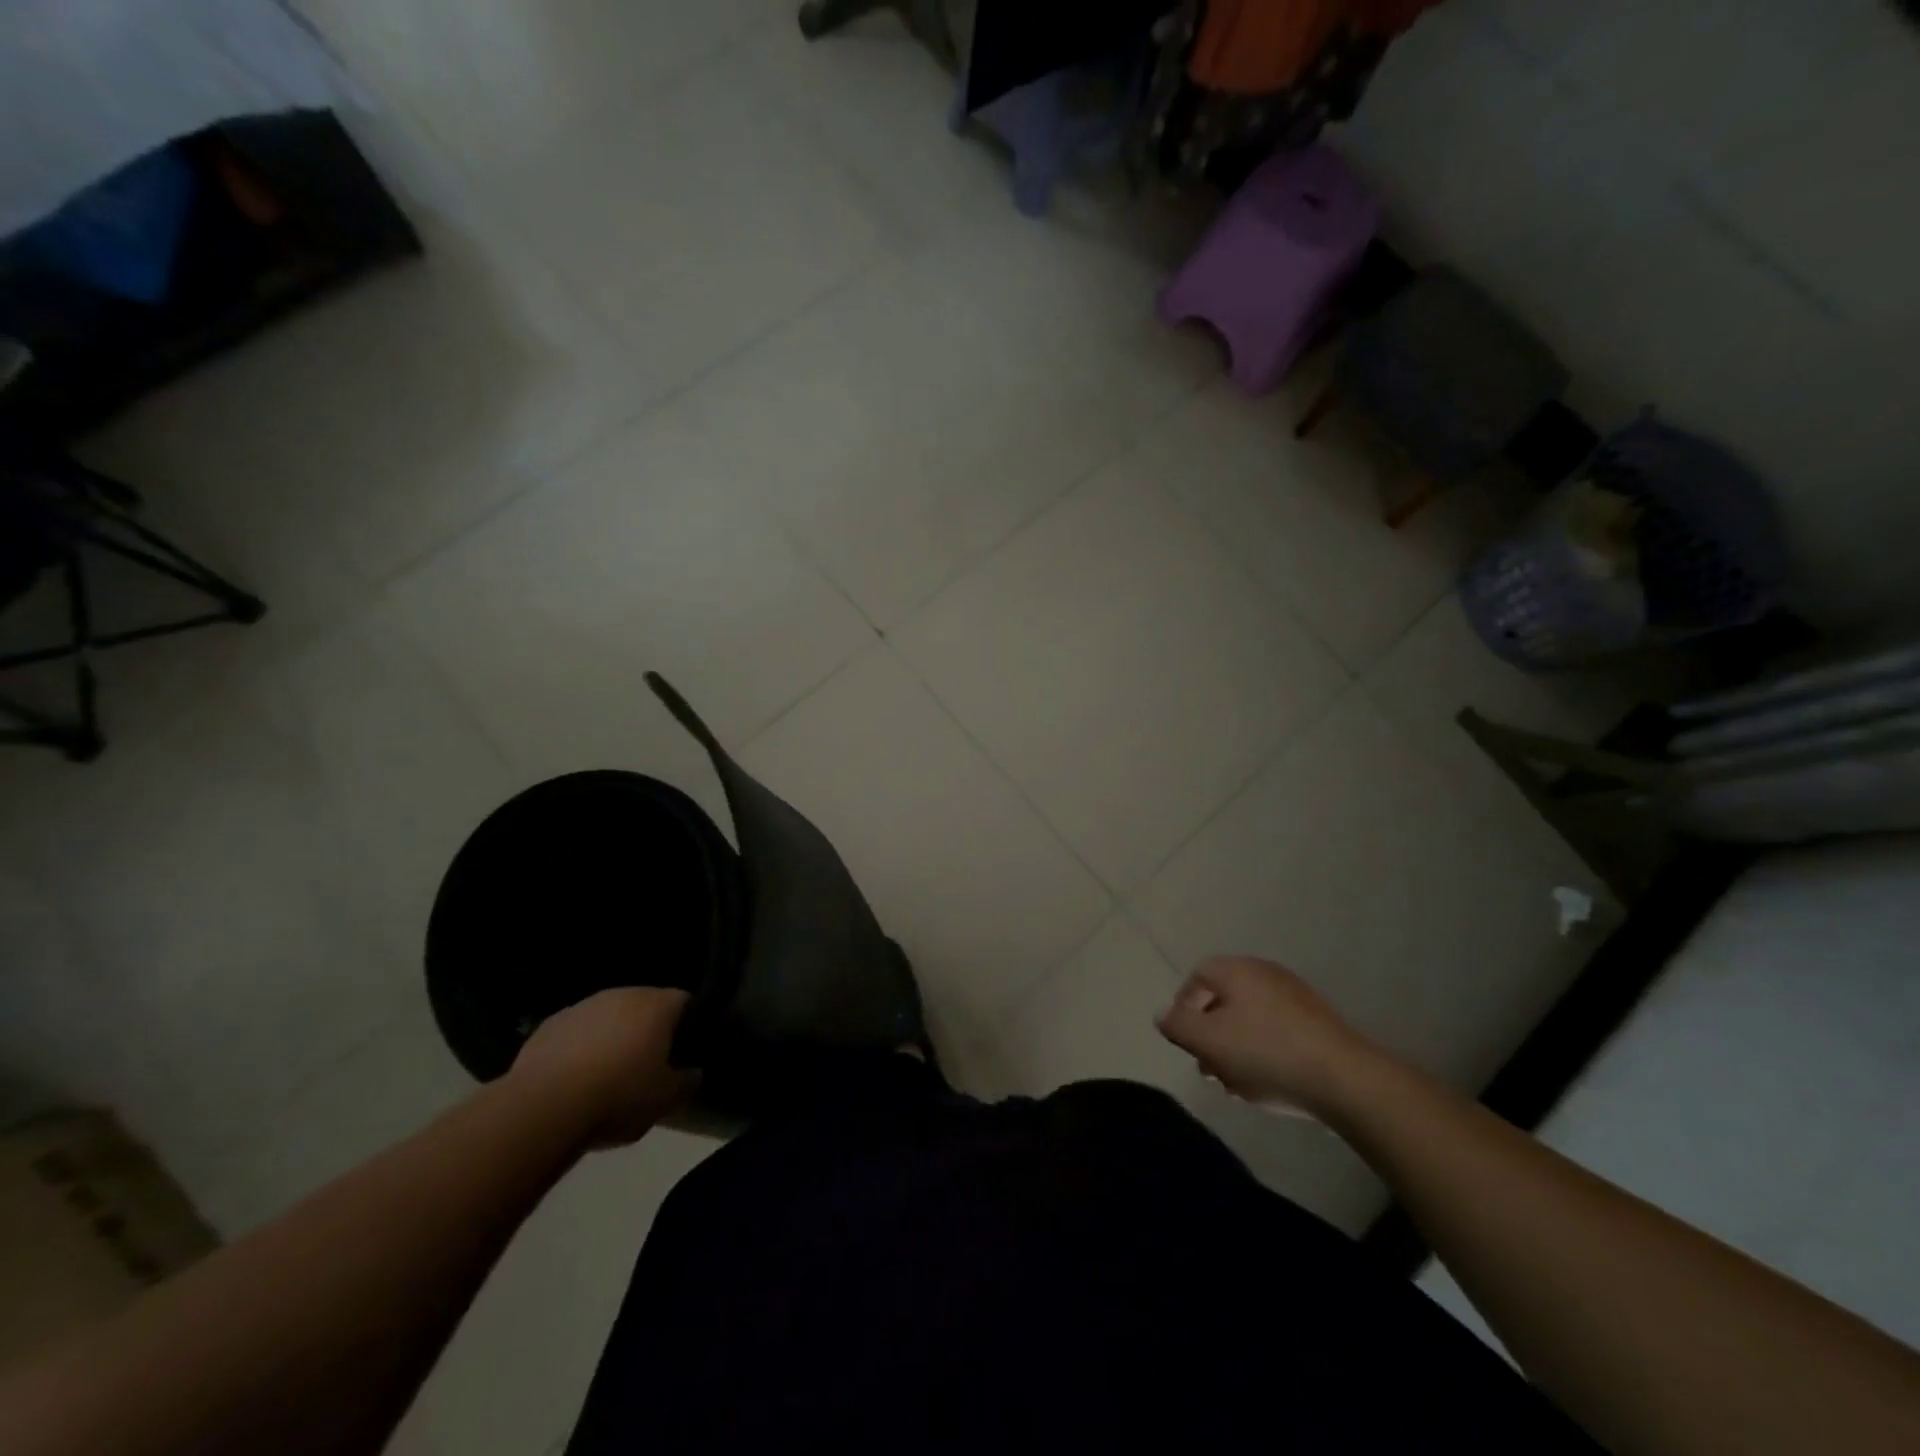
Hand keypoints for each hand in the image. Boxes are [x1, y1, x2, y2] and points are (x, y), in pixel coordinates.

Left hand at [508, 988, 697, 1147]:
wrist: (543, 1108)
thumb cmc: (618, 1096)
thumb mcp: (665, 1100)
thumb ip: (687, 1082)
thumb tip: (694, 1073)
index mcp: (657, 1005)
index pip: (685, 1002)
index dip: (688, 1025)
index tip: (683, 1051)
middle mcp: (623, 994)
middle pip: (645, 1006)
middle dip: (648, 1029)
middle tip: (647, 1064)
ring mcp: (583, 1006)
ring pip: (608, 1017)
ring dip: (612, 1037)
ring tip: (607, 1074)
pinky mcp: (549, 1024)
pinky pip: (576, 1032)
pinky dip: (579, 1048)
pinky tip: (574, 1079)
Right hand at [1156, 956, 1375, 1116]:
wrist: (1346, 1080)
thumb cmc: (1266, 1053)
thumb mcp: (1208, 1042)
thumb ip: (1178, 1026)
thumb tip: (1163, 1015)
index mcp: (1238, 970)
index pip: (1198, 975)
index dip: (1184, 1005)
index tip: (1185, 1040)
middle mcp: (1266, 974)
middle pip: (1224, 999)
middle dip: (1210, 1035)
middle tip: (1208, 1068)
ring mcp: (1296, 997)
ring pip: (1250, 1020)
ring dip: (1236, 1049)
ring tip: (1236, 1084)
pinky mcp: (1319, 1024)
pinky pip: (1277, 1032)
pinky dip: (1264, 1053)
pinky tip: (1267, 1084)